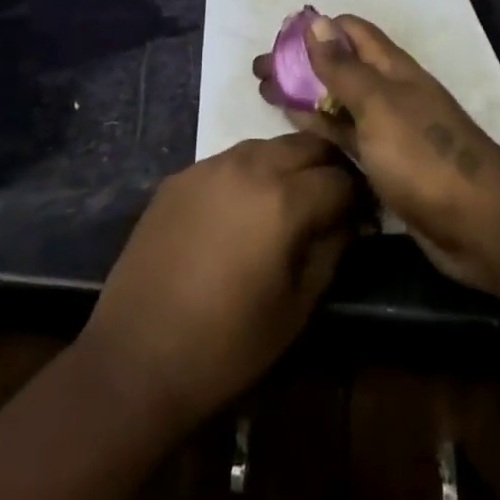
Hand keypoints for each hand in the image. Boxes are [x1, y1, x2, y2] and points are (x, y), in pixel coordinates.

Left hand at [75, 133, 355, 434]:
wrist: (137, 354)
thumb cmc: (227, 344)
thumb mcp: (297, 308)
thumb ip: (331, 251)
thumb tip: (350, 221)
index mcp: (285, 199)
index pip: (340, 178)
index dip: (358, 197)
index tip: (362, 216)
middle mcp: (250, 165)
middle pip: (305, 145)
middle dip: (327, 166)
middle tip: (332, 199)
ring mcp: (211, 165)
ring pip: (267, 145)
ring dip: (288, 164)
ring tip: (290, 199)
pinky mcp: (182, 175)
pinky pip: (230, 159)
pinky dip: (250, 173)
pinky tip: (243, 207)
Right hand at [254, 13, 499, 292]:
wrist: (479, 224)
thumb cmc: (425, 156)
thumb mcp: (378, 106)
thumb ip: (344, 68)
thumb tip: (317, 22)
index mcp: (392, 68)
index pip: (351, 31)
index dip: (317, 29)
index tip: (280, 37)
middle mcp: (389, 92)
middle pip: (340, 66)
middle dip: (302, 63)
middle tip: (259, 71)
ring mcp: (388, 130)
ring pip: (340, 102)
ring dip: (306, 95)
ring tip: (266, 93)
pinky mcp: (386, 165)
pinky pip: (347, 136)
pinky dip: (321, 127)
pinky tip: (296, 126)